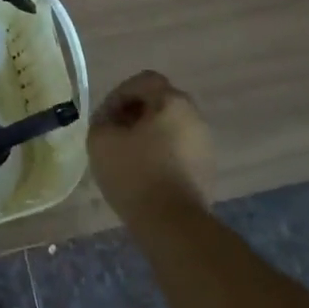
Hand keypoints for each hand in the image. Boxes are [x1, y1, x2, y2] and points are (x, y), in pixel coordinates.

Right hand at [87, 70, 214, 222]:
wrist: (174, 226)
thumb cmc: (136, 175)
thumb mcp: (101, 141)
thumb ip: (101, 120)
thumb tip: (110, 121)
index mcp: (172, 101)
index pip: (143, 81)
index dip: (118, 94)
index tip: (104, 119)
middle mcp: (194, 116)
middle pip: (159, 102)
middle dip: (133, 114)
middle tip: (114, 134)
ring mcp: (205, 143)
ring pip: (170, 126)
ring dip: (148, 134)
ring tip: (127, 156)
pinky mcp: (207, 169)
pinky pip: (179, 149)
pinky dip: (161, 154)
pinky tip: (145, 174)